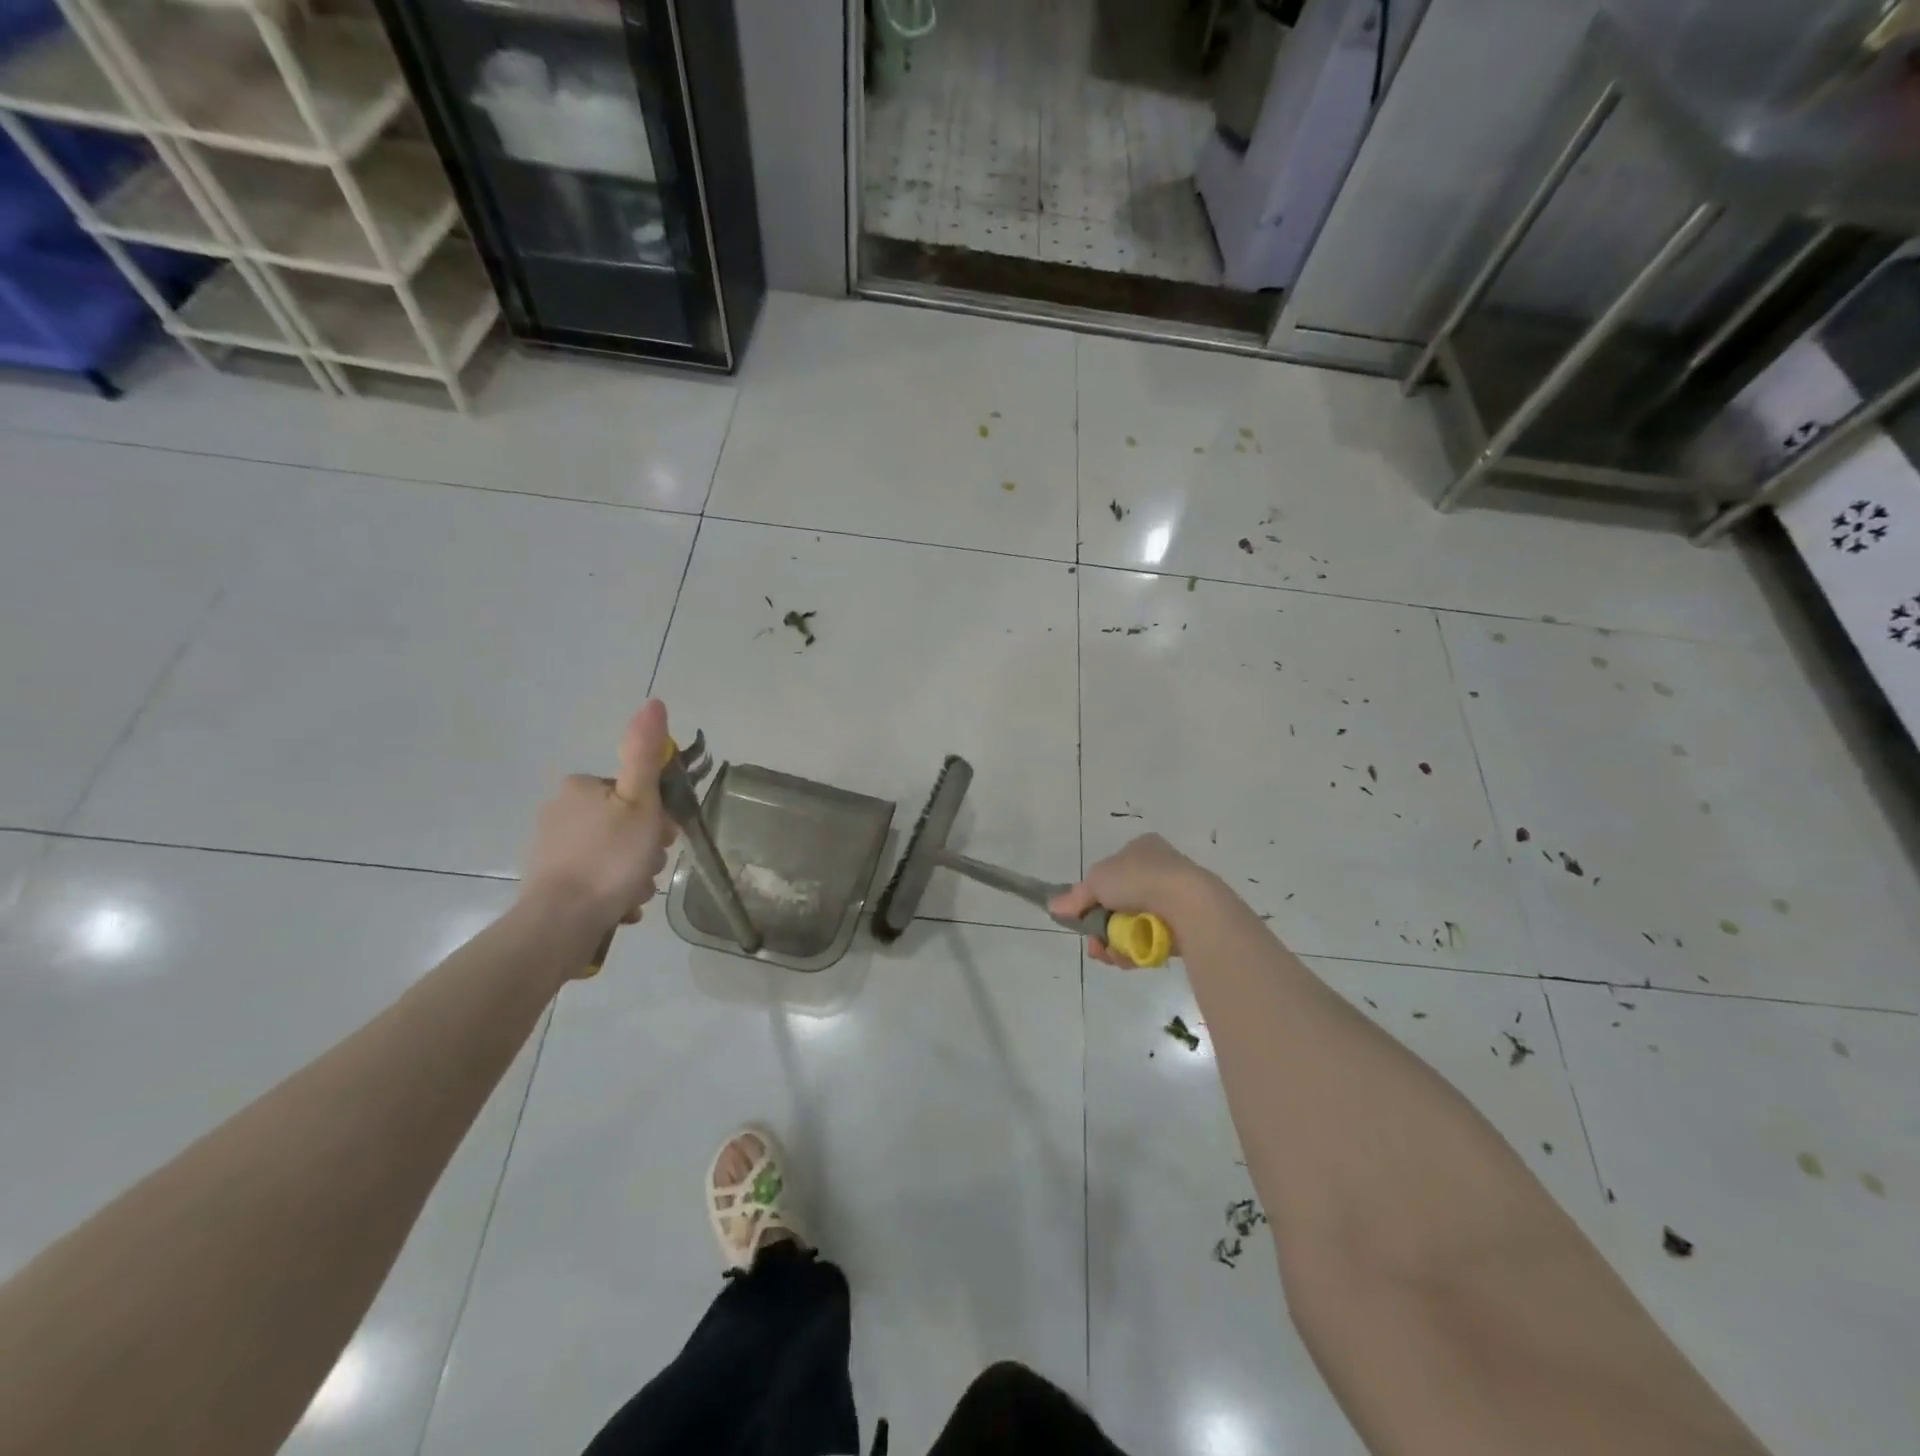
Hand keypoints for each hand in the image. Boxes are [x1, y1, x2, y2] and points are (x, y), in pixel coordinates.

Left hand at [519, 701, 677, 941]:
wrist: (560, 921)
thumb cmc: (609, 858)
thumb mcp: (640, 802)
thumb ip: (645, 754)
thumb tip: (654, 702)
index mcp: (581, 787)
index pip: (634, 793)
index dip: (656, 816)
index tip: (663, 838)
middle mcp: (559, 810)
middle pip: (623, 824)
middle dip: (643, 849)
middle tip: (647, 868)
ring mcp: (551, 848)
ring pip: (611, 854)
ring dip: (631, 873)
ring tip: (633, 894)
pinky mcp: (548, 880)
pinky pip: (594, 878)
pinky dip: (611, 891)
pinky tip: (619, 906)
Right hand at [1050, 833, 1211, 966]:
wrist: (1188, 903)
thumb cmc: (1139, 879)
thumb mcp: (1097, 880)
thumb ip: (1075, 896)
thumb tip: (1054, 908)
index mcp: (1141, 848)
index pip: (1111, 871)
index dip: (1094, 894)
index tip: (1083, 915)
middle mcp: (1160, 869)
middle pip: (1120, 903)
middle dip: (1103, 926)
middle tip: (1095, 943)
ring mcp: (1174, 898)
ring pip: (1134, 925)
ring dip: (1117, 942)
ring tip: (1111, 954)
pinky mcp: (1185, 925)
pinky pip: (1153, 939)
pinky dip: (1137, 950)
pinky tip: (1129, 958)